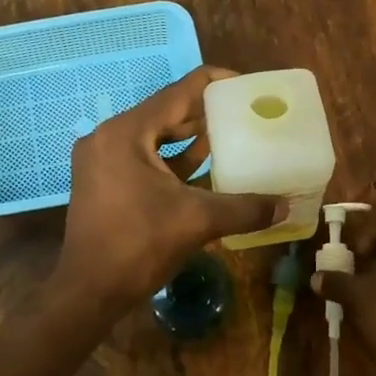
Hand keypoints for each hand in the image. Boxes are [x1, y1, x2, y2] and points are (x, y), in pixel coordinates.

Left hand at [52, 66, 284, 315]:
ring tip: (229, 134)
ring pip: (153, 135)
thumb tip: (286, 206)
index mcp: (126, 132)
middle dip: (203, 112)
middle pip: (164, 112)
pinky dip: (170, 158)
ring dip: (188, 136)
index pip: (177, 92)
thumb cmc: (138, 245)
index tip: (244, 85)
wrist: (89, 291)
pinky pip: (142, 156)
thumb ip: (244, 208)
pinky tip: (202, 164)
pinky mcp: (102, 180)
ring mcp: (101, 159)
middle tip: (242, 111)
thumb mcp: (197, 220)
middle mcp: (108, 136)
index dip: (213, 84)